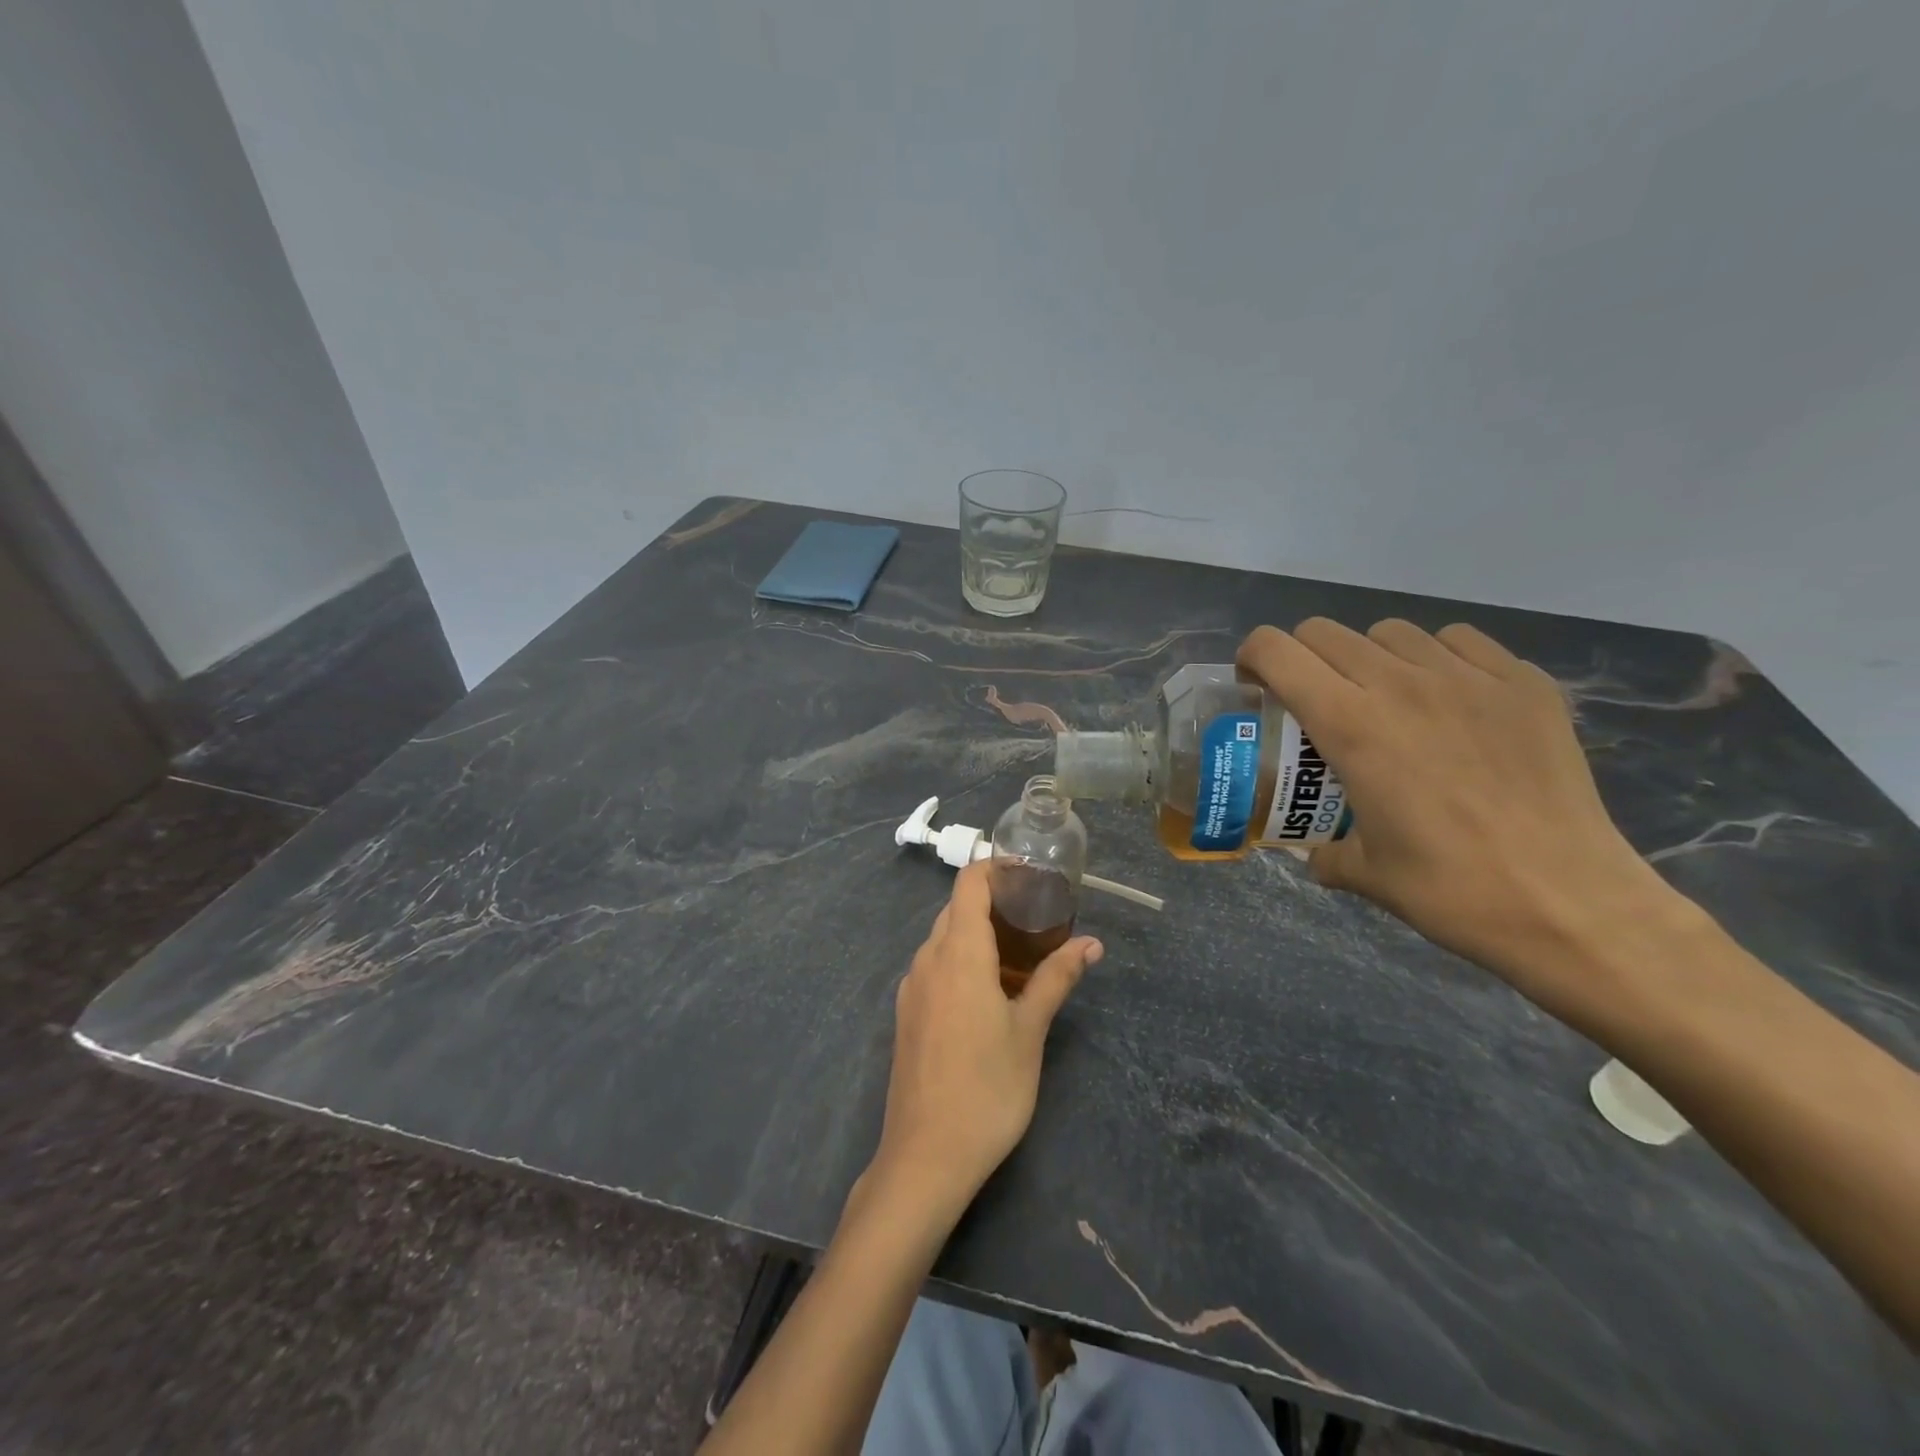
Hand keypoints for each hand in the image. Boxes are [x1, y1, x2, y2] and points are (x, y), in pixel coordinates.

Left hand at [871, 861, 1101, 1220]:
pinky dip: (961, 961)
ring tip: (1020, 956)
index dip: (996, 868)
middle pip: (956, 909)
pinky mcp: (906, 1014)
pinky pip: (934, 968)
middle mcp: (927, 960)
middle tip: (1037, 918)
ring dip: (978, 935)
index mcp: (958, 953)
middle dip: (994, 904)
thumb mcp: (1030, 1031)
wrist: (926, 1157)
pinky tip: (989, 993)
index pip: (968, 883)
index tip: (1030, 874)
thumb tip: (1092, 943)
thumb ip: (1056, 978)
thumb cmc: (988, 1089)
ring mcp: (911, 988)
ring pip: (943, 940)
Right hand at [1237, 619, 1681, 1017]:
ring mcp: (1468, 678)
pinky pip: (1460, 642)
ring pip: (1391, 631)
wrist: (1570, 904)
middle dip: (1303, 658)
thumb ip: (1323, 851)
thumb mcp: (1363, 873)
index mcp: (1349, 725)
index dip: (1252, 658)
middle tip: (1313, 699)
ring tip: (1384, 697)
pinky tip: (1448, 699)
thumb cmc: (1451, 890)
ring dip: (1369, 656)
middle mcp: (1400, 685)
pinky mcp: (1523, 684)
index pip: (1277, 651)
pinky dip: (1437, 657)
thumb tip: (1314, 851)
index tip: (1255, 686)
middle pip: (1325, 632)